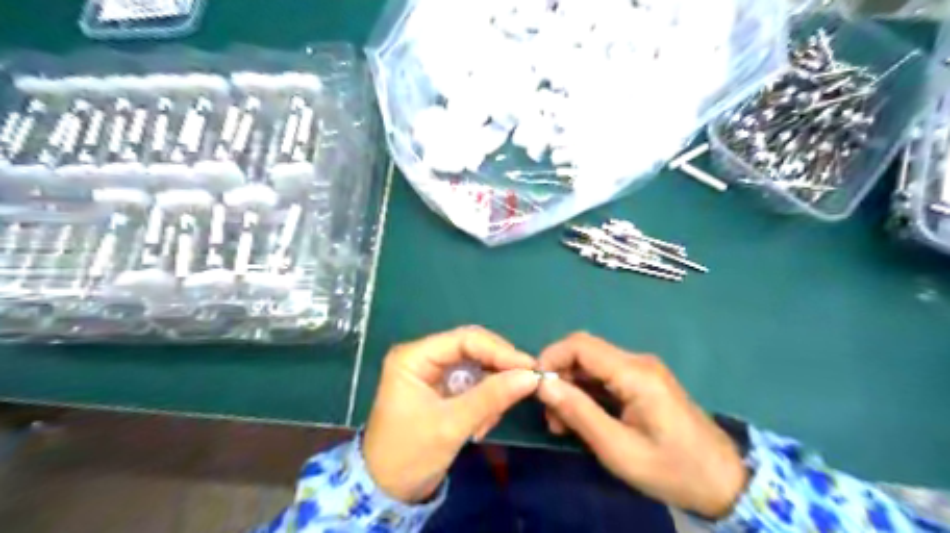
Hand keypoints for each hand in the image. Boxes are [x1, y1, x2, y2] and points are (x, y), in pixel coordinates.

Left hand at [364, 324, 540, 504]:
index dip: (499, 351)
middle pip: (472, 350)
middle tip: (524, 387)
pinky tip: (480, 426)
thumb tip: (531, 376)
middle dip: (497, 370)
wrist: (386, 492)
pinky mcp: (442, 389)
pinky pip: (473, 385)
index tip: (529, 368)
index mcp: (414, 357)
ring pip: (477, 367)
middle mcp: (423, 357)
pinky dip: (484, 402)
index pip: (464, 340)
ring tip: (489, 421)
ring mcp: (433, 373)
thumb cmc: (409, 456)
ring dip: (491, 391)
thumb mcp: (451, 426)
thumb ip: (491, 397)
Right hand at [538, 334, 745, 516]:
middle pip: (584, 352)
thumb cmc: (672, 469)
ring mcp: (641, 371)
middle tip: (550, 414)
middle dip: (559, 377)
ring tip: (563, 424)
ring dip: (571, 388)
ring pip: (592, 365)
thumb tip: (543, 384)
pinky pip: (604, 377)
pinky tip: (582, 419)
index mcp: (635, 373)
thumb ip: (579, 413)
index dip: (551, 358)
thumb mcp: (618, 449)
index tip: (534, 386)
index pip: (580, 345)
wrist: (723, 482)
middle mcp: (637, 362)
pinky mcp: (642, 382)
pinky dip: (586, 393)